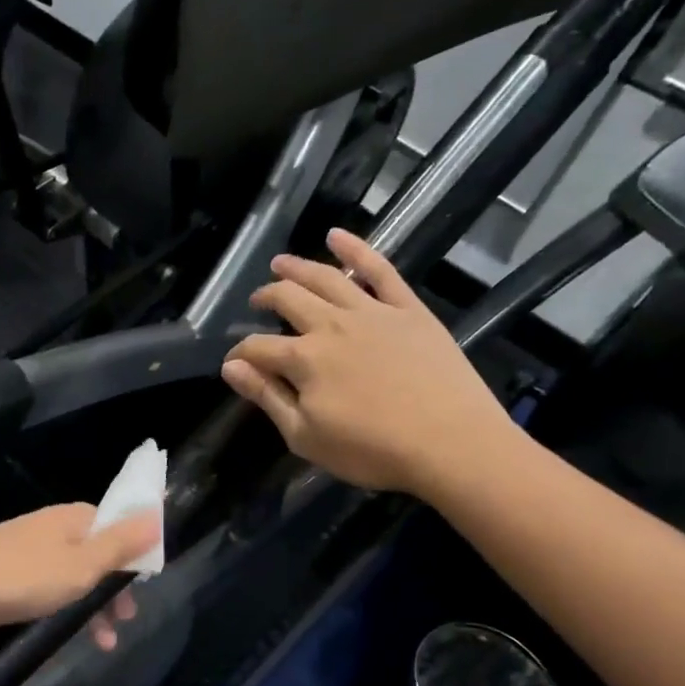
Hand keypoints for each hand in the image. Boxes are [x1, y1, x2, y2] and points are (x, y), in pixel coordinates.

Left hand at [0, 504, 159, 649]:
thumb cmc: (23, 578)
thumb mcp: (82, 565)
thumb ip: (120, 543)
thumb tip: (157, 512)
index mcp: (72, 517)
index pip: (116, 523)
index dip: (134, 551)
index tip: (145, 583)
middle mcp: (51, 526)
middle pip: (96, 550)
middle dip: (115, 586)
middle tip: (127, 619)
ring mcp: (27, 547)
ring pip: (73, 572)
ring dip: (93, 604)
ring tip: (105, 642)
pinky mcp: (7, 570)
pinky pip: (49, 584)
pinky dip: (65, 605)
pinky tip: (66, 632)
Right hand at [221, 228, 517, 498]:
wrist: (453, 444)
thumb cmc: (373, 450)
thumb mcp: (306, 437)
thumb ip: (267, 398)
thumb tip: (231, 368)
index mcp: (303, 360)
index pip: (256, 348)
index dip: (239, 354)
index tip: (233, 363)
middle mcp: (331, 325)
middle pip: (287, 300)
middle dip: (265, 298)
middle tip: (257, 301)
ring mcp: (372, 312)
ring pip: (325, 277)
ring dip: (297, 266)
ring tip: (280, 262)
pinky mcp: (408, 309)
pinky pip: (380, 269)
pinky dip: (356, 248)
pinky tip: (336, 235)